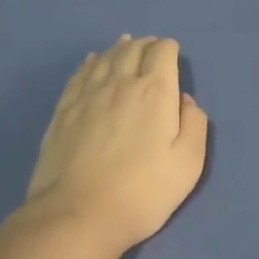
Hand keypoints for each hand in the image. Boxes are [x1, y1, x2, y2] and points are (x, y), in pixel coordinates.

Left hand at [24, 35, 208, 252]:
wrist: (77, 215)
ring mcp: (87, 95)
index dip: (169, 49)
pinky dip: (90, 63)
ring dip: (119, 48)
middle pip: (133, 49)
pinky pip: (79, 74)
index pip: (162, 53)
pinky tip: (92, 62)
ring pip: (105, 58)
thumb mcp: (188, 164)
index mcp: (154, 92)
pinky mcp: (63, 110)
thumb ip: (194, 125)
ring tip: (125, 44)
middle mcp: (120, 83)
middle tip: (150, 47)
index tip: (172, 55)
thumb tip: (185, 101)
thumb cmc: (142, 192)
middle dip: (145, 44)